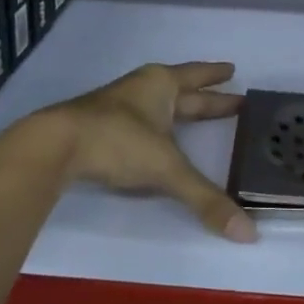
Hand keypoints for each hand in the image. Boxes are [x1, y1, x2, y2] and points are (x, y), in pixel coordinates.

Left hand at [42, 62, 257, 241]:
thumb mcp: (166, 169)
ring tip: (194, 115)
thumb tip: (249, 233)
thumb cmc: (118, 141)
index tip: (233, 70)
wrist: (54, 144)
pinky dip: (156, 126)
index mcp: (162, 85)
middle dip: (207, 97)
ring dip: (178, 109)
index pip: (197, 76)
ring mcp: (118, 106)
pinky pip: (139, 120)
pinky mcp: (99, 126)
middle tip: (234, 98)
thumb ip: (205, 199)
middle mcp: (142, 88)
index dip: (216, 75)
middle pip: (182, 90)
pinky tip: (156, 138)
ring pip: (158, 103)